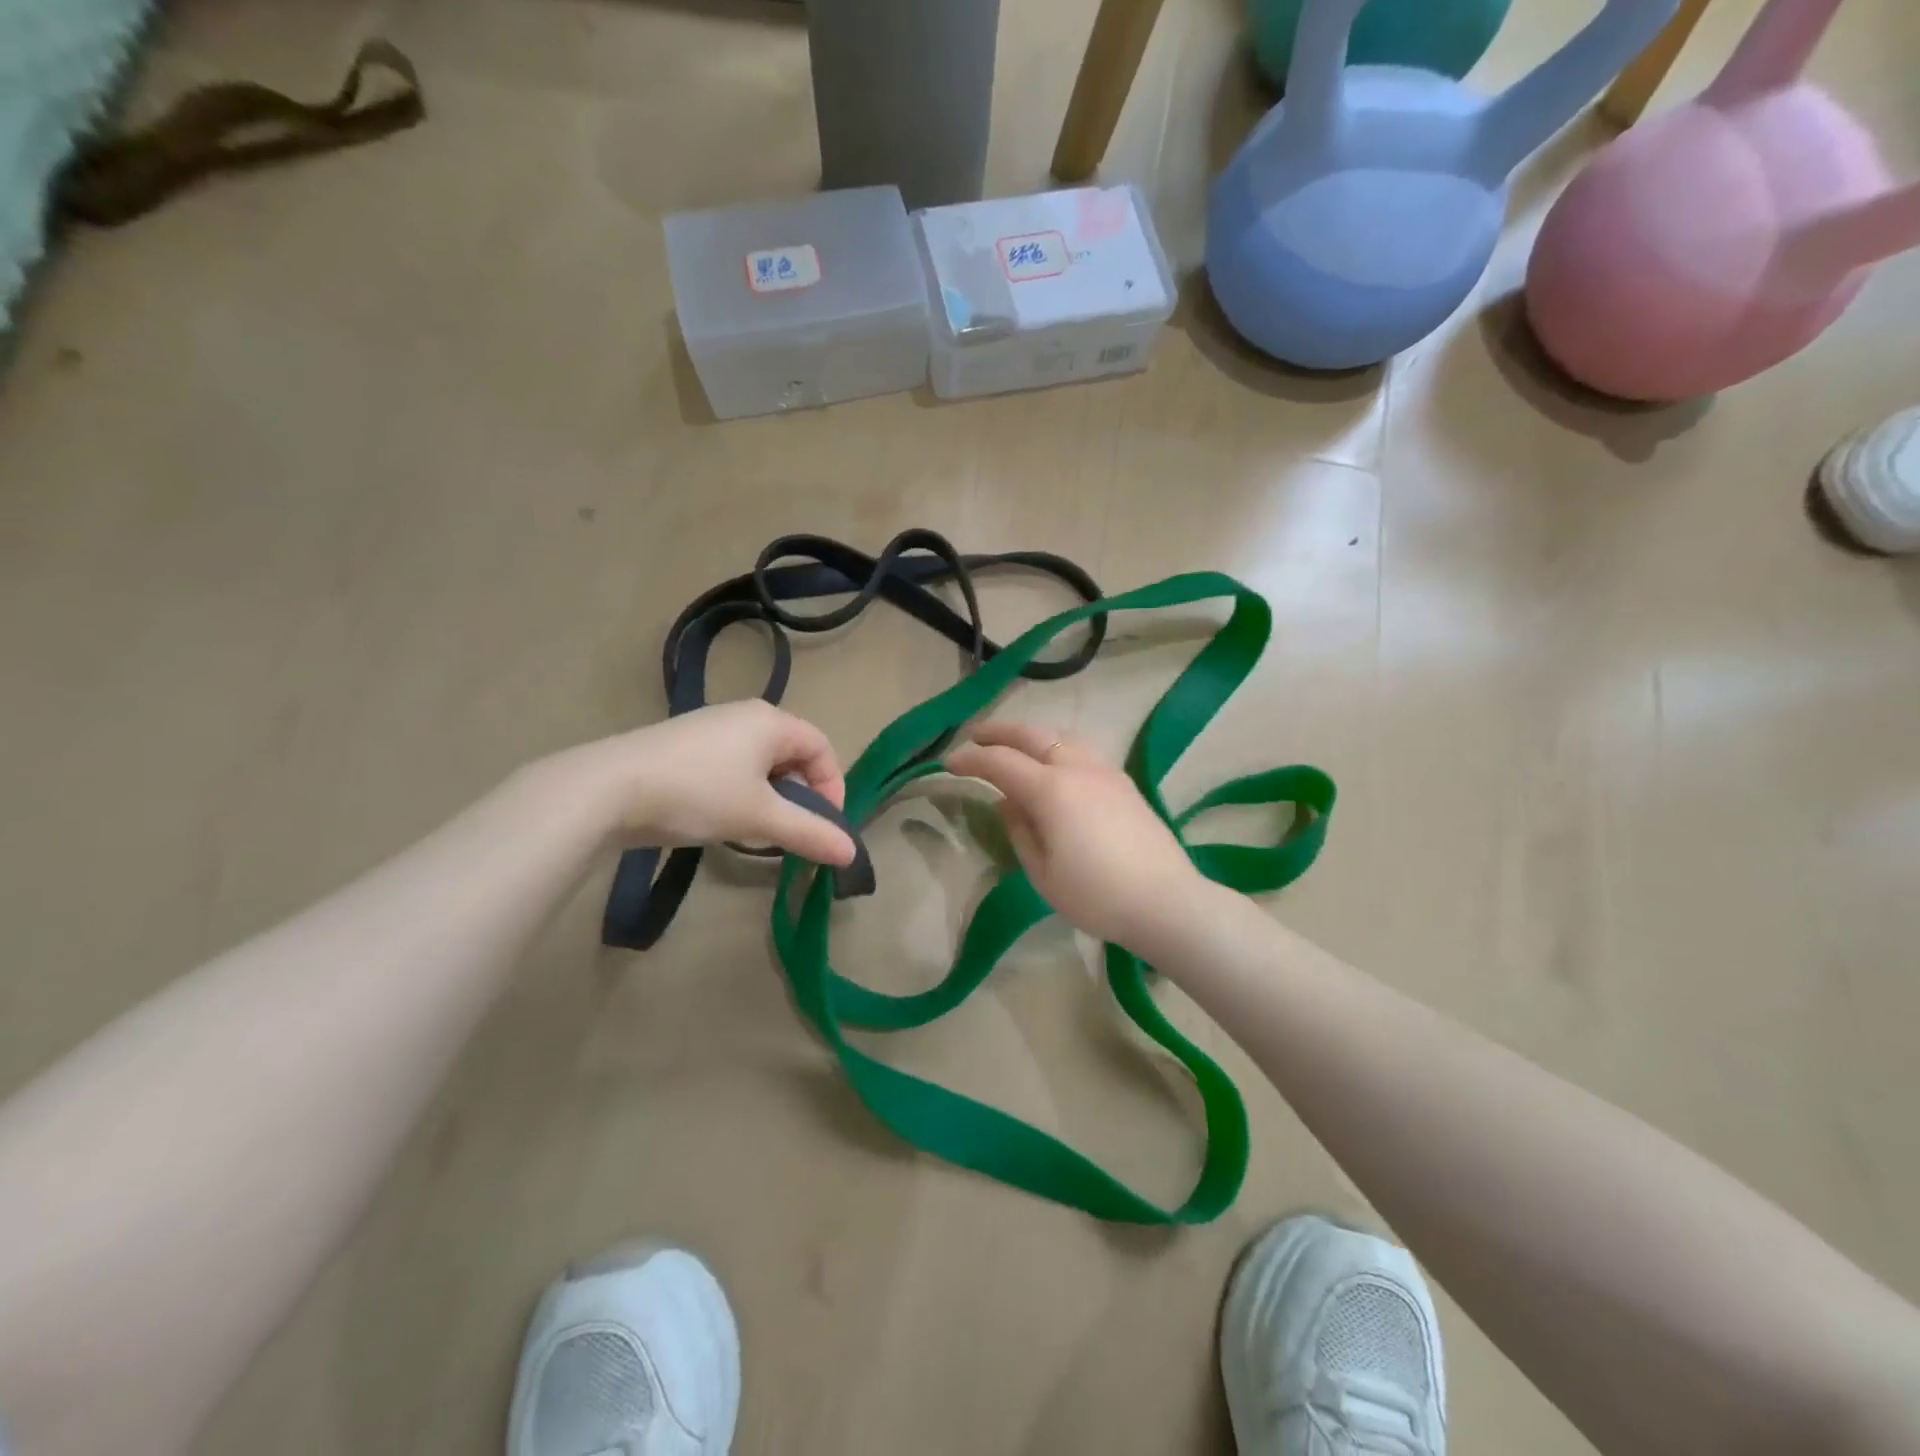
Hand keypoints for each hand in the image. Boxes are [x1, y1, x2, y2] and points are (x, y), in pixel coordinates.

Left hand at [551, 701, 855, 865]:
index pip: (822, 748)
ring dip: (769, 796)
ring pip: (759, 762)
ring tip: (753, 829)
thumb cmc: (698, 794)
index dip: (832, 787)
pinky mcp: (682, 745)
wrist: (607, 789)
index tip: (824, 826)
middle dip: (800, 795)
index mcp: (771, 721)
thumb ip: (810, 833)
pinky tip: (718, 817)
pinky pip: (729, 765)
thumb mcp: (760, 818)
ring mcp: (709, 727)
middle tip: (790, 831)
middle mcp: (744, 714)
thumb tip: (851, 853)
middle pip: (792, 754)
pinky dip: (739, 791)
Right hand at [945, 722, 1208, 952]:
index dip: (970, 759)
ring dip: (1029, 735)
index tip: (948, 763)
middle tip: (974, 736)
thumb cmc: (1096, 896)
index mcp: (1051, 790)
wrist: (1166, 902)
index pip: (999, 762)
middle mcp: (1077, 768)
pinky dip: (1055, 747)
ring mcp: (1105, 771)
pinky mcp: (1123, 782)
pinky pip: (1080, 751)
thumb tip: (1007, 802)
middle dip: (998, 732)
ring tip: (1012, 746)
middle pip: (1031, 735)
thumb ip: (1019, 830)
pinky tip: (1052, 764)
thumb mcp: (1042, 873)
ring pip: (1059, 737)